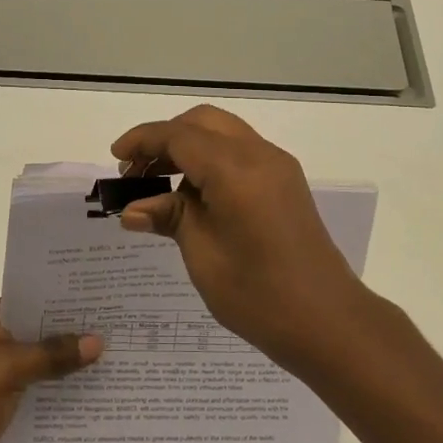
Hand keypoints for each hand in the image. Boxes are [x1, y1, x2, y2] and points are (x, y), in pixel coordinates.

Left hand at [0, 298, 101, 442]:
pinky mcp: (1, 400)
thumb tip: (98, 341)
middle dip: (71, 333)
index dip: (64, 300)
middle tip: (116, 327)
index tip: (102, 300)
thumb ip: (54, 354)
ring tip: (113, 356)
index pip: (31, 298)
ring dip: (67, 363)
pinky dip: (57, 388)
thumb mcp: (11, 367)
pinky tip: (91, 390)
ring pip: (39, 359)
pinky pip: (37, 386)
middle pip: (38, 329)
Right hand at [109, 105, 370, 368]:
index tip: (116, 159)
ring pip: (223, 133)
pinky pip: (241, 151)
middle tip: (138, 172)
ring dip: (189, 146)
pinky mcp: (286, 182)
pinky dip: (212, 158)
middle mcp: (259, 154)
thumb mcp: (202, 254)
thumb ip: (169, 217)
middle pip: (202, 122)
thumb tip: (132, 208)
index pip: (179, 135)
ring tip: (160, 184)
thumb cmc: (257, 294)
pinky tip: (195, 194)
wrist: (326, 320)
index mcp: (235, 169)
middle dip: (166, 138)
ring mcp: (278, 166)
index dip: (143, 141)